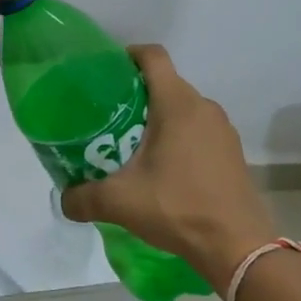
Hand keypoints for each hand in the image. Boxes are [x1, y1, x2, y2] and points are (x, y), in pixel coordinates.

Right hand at [61, 45, 277, 290]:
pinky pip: (199, 129)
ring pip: (183, 108)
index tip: (106, 72)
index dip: (128, 54)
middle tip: (108, 117)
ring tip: (132, 144)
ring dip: (159, 118)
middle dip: (136, 94)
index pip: (153, 56)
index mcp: (177, 103)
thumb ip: (83, 197)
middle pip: (165, 83)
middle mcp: (203, 106)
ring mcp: (222, 129)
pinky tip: (164, 168)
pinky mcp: (231, 151)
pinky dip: (179, 137)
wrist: (238, 246)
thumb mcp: (120, 202)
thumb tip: (62, 199)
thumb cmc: (178, 208)